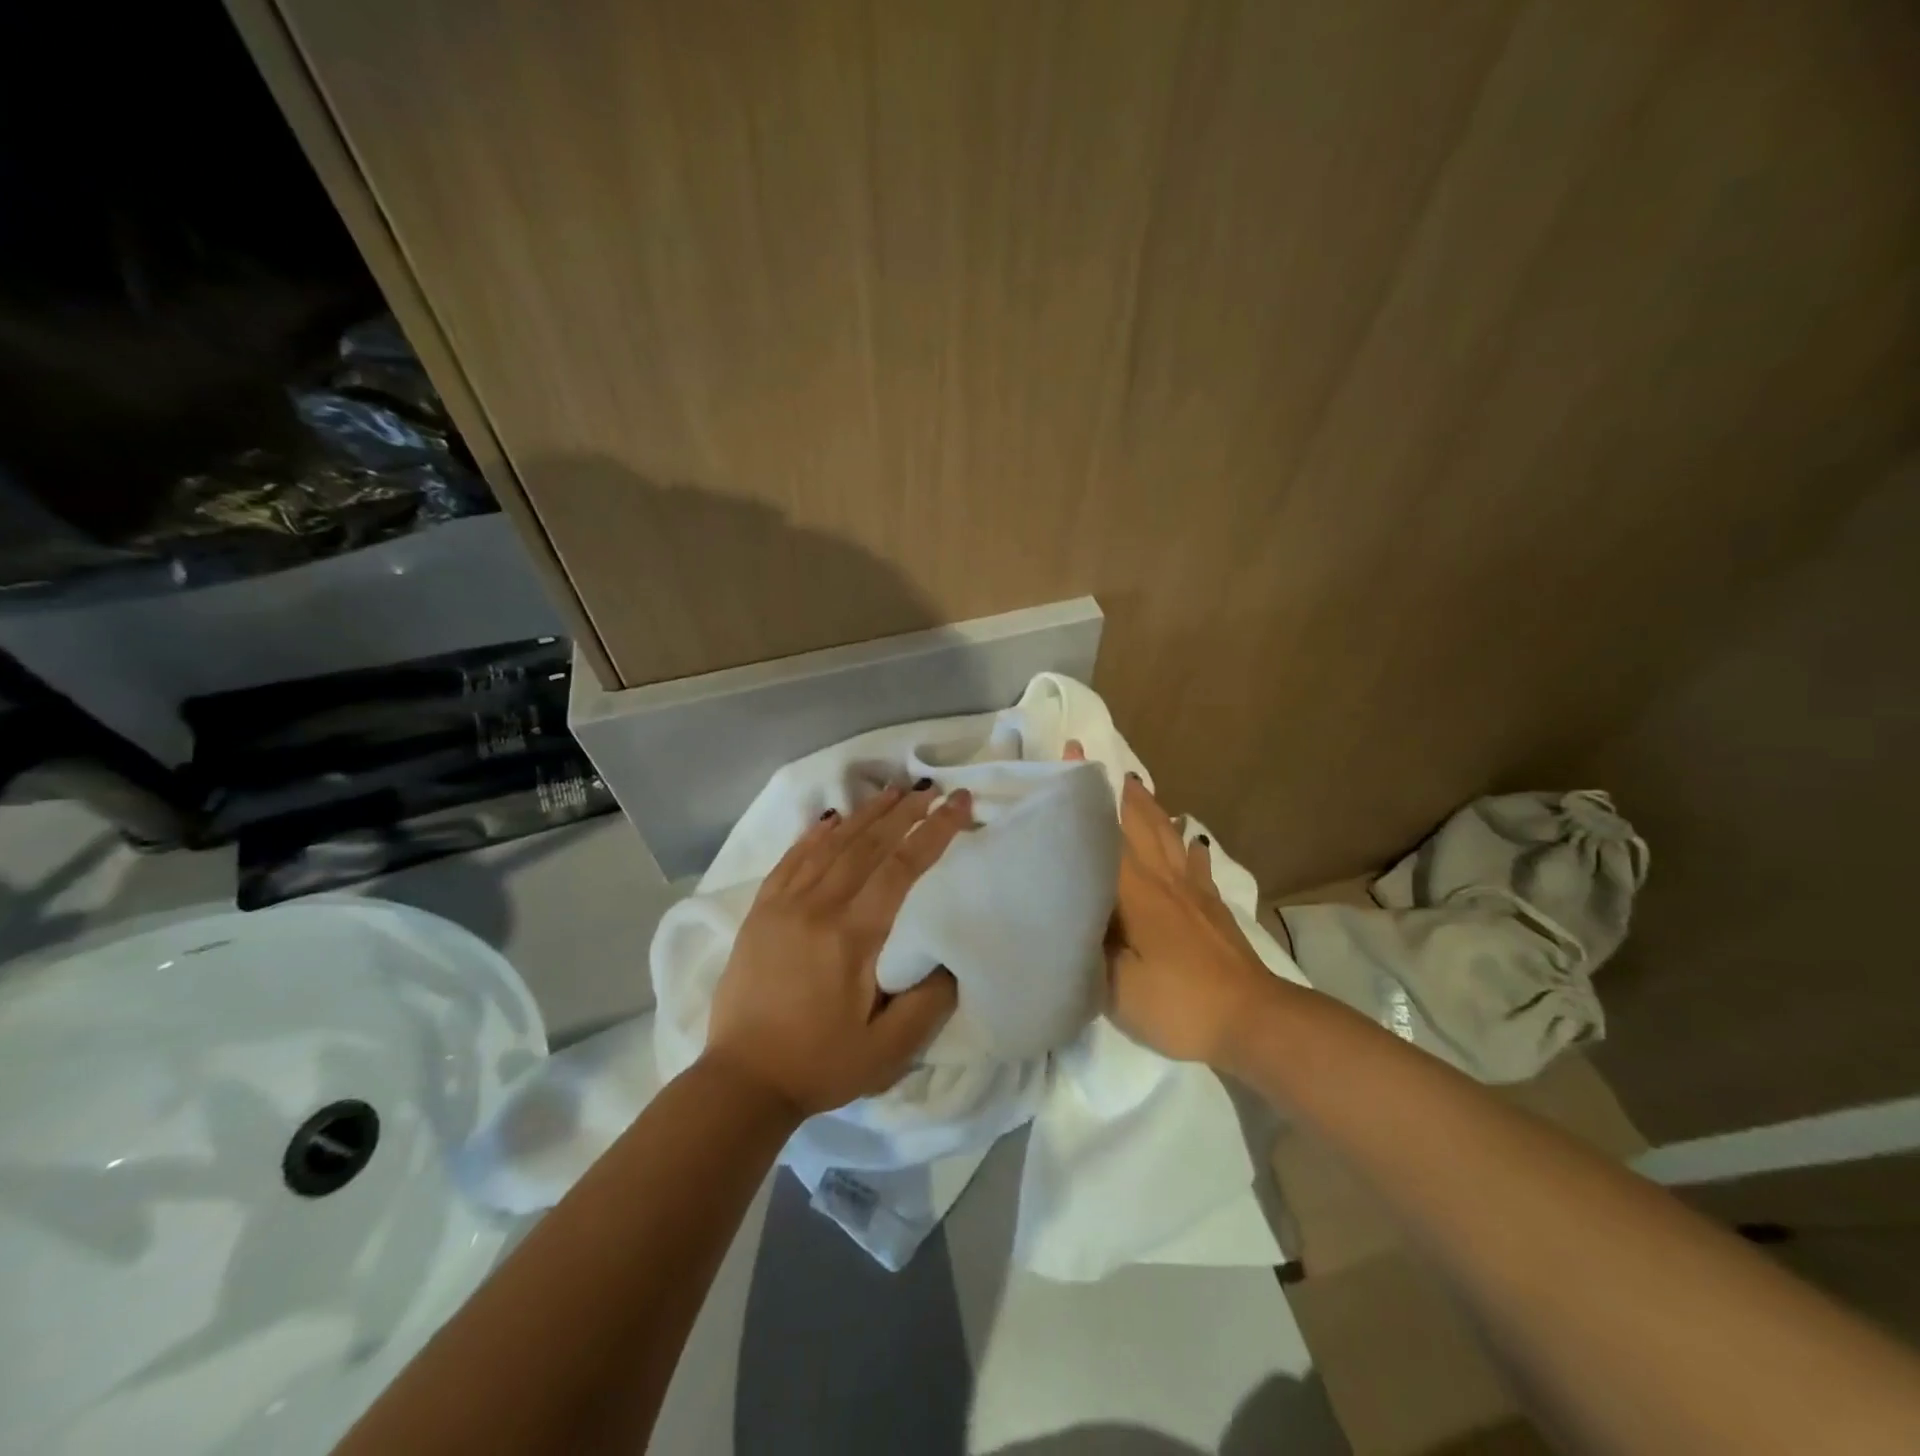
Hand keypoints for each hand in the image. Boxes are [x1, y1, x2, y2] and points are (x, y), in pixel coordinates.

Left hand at [702, 782, 973, 1117]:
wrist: (741, 1081)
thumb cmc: (820, 1064)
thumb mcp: (889, 1049)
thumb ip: (930, 1001)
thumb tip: (951, 957)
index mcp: (853, 935)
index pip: (902, 866)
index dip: (934, 830)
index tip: (959, 803)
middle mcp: (818, 906)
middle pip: (868, 843)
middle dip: (905, 812)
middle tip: (931, 789)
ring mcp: (783, 905)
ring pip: (831, 844)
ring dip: (865, 815)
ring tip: (892, 793)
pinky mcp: (760, 912)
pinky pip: (791, 859)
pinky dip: (814, 834)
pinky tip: (830, 819)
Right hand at [1067, 741, 1273, 1063]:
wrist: (1253, 1020)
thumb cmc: (1178, 1003)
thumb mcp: (1115, 987)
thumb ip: (1087, 949)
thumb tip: (1066, 916)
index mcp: (1134, 890)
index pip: (1104, 830)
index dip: (1085, 793)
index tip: (1073, 752)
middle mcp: (1162, 878)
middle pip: (1139, 822)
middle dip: (1116, 790)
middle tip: (1097, 761)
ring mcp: (1192, 890)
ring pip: (1167, 834)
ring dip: (1150, 806)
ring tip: (1134, 783)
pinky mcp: (1212, 906)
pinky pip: (1196, 863)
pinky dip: (1188, 844)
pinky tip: (1189, 835)